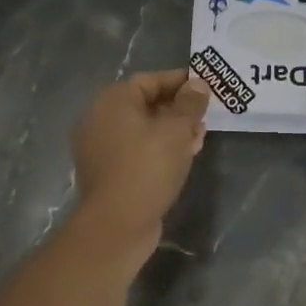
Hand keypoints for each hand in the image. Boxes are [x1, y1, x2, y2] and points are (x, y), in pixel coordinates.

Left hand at [72, 69, 210, 235]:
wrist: (117, 225)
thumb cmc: (147, 167)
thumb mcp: (176, 130)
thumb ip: (190, 103)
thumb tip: (198, 84)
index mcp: (112, 101)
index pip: (150, 80)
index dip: (180, 81)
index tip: (206, 86)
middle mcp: (100, 118)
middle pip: (146, 103)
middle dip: (179, 108)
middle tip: (205, 115)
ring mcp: (101, 147)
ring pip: (143, 128)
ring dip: (172, 130)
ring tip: (199, 138)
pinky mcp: (108, 171)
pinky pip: (137, 149)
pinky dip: (159, 148)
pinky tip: (183, 157)